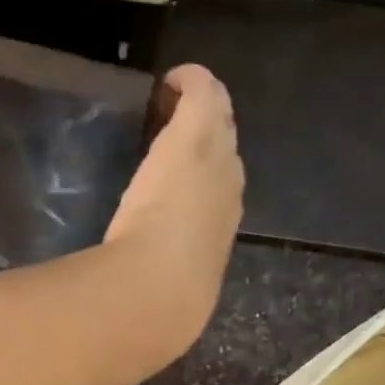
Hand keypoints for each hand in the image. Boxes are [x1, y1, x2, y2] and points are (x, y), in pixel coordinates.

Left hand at [102, 64, 244, 356]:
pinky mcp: (195, 133)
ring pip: (219, 123)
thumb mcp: (172, 291)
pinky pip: (202, 91)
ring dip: (199, 112)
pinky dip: (188, 82)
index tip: (183, 170)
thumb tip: (154, 306)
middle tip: (182, 123)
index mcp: (221, 227)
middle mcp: (229, 188)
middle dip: (210, 137)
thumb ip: (167, 286)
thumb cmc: (164, 297)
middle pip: (228, 151)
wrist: (163, 285)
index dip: (207, 175)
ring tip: (179, 102)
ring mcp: (215, 159)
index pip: (221, 191)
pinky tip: (171, 78)